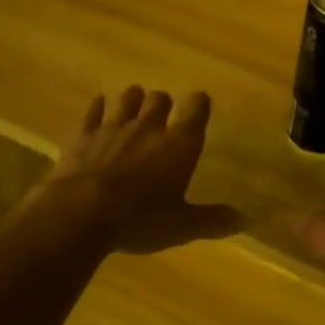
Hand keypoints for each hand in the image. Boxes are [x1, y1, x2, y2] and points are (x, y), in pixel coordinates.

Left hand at [31, 86, 241, 253]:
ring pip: (128, 97)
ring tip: (133, 111)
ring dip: (133, 101)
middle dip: (163, 104)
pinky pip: (94, 110)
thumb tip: (243, 220)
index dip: (199, 104)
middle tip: (162, 119)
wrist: (81, 213)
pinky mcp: (84, 134)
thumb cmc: (140, 219)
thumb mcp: (181, 226)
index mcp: (179, 143)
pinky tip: (99, 110)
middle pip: (160, 98)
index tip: (199, 107)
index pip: (197, 107)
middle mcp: (149, 126)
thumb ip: (212, 220)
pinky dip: (98, 108)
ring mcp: (114, 126)